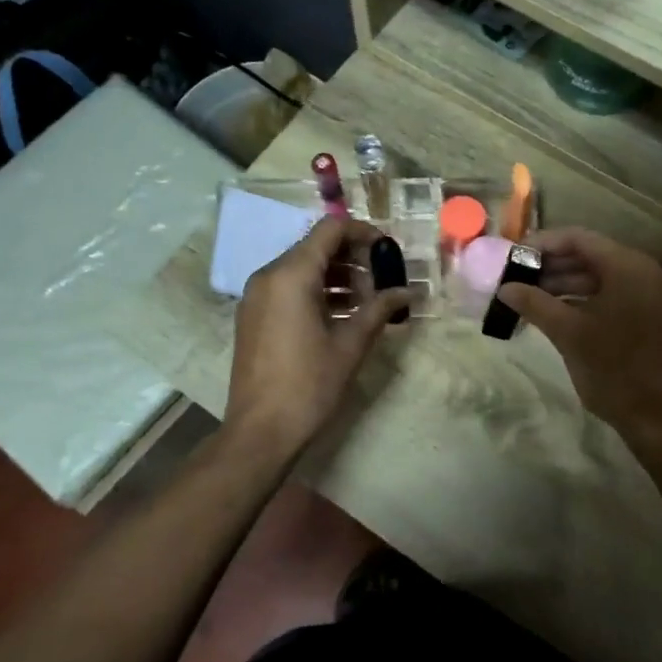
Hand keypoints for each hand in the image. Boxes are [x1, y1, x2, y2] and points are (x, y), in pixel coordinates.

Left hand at [226, 217, 409, 454]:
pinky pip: (289, 288)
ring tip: (368, 301)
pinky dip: (317, 291)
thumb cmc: (308, 385)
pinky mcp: (254, 316)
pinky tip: (342, 316)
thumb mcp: (350, 345)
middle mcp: (269, 276)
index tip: (388, 252)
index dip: (364, 233)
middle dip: (353, 258)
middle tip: (383, 281)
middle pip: (316, 246)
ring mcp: (257, 296)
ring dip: (337, 276)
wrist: (260, 432)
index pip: (331, 229)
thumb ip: (379, 310)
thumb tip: (407, 293)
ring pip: (302, 268)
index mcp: (291, 275)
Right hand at [494, 228, 661, 448]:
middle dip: (551, 266)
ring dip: (565, 285)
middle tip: (516, 279)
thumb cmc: (615, 371)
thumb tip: (505, 288)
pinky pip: (613, 294)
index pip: (579, 239)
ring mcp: (651, 295)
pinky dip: (584, 300)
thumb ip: (535, 304)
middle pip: (590, 255)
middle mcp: (645, 272)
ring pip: (600, 277)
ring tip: (529, 299)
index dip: (543, 244)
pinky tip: (556, 314)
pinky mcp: (652, 316)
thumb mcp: (569, 335)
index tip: (513, 257)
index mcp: (628, 267)